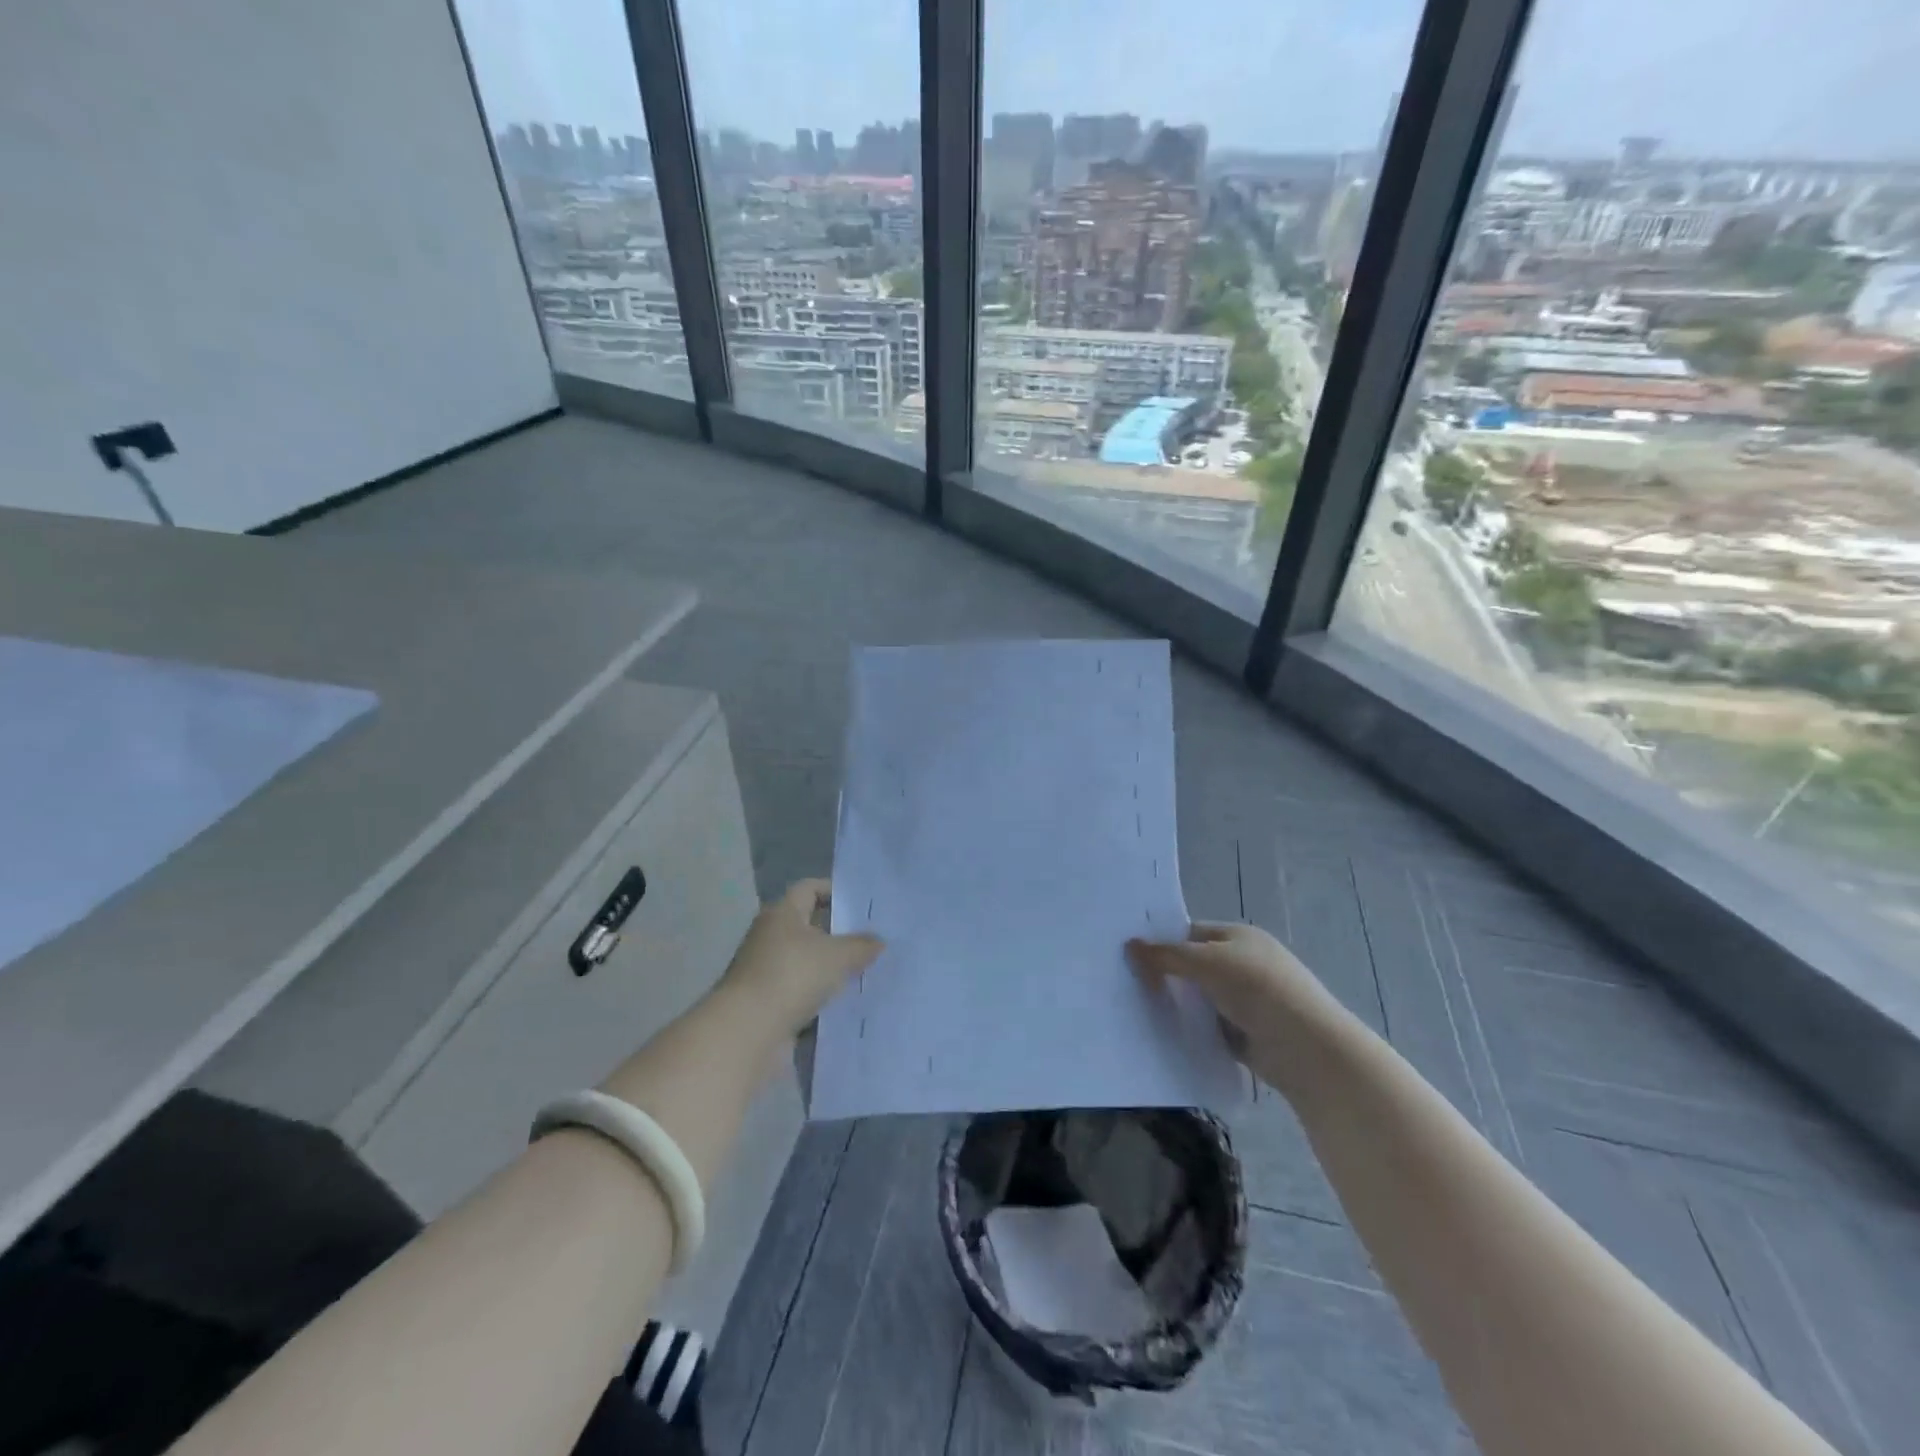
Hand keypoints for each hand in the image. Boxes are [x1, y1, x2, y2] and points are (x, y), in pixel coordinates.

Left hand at [722, 880, 883, 1039]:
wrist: (748, 1031)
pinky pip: (798, 991)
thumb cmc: (793, 976)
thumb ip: (861, 945)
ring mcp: (764, 970)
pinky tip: (842, 1002)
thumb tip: (878, 941)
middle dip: (836, 933)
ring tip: (861, 973)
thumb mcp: (838, 956)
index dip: (834, 891)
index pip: (809, 888)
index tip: (860, 904)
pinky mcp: (765, 1001)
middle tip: (868, 940)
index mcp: (782, 913)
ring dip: (827, 967)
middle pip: (807, 925)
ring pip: (804, 961)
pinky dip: (817, 995)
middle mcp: (769, 936)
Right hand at [1127, 923, 1342, 1086]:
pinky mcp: (1245, 1032)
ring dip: (1177, 1003)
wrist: (1307, 1048)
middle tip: (1124, 982)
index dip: (1162, 941)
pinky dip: (1191, 1028)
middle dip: (1165, 973)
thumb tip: (1130, 945)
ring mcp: (1246, 999)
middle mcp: (1242, 963)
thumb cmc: (1257, 989)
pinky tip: (1163, 1032)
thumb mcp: (1206, 962)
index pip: (1190, 932)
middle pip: (1193, 964)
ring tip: (1135, 1008)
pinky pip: (1208, 1025)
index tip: (1128, 955)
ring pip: (1199, 997)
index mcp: (1238, 936)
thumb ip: (1167, 955)